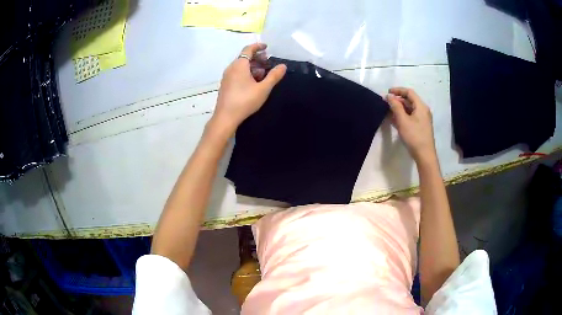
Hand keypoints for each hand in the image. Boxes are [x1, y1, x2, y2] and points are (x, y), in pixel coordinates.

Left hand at [210, 43, 286, 136]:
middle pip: (244, 57)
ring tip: (263, 74)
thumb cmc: (245, 101)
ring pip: (240, 66)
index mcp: (239, 65)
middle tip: (268, 62)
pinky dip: (246, 73)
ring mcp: (227, 77)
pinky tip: (253, 82)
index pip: (248, 49)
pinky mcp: (225, 85)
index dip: (258, 46)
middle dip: (257, 58)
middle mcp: (231, 68)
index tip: (267, 47)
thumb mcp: (263, 88)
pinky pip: (237, 73)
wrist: (226, 117)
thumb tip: (283, 66)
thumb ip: (274, 76)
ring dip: (252, 66)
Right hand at [386, 87, 436, 162]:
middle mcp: (423, 110)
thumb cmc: (414, 136)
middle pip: (409, 100)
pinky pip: (411, 116)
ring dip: (399, 108)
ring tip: (388, 111)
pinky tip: (394, 119)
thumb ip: (395, 106)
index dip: (398, 90)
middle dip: (397, 100)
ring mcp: (422, 119)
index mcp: (421, 106)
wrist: (424, 155)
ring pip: (409, 109)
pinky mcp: (420, 126)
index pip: (409, 92)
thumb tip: (389, 96)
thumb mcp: (403, 120)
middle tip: (386, 103)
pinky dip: (403, 115)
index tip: (387, 92)